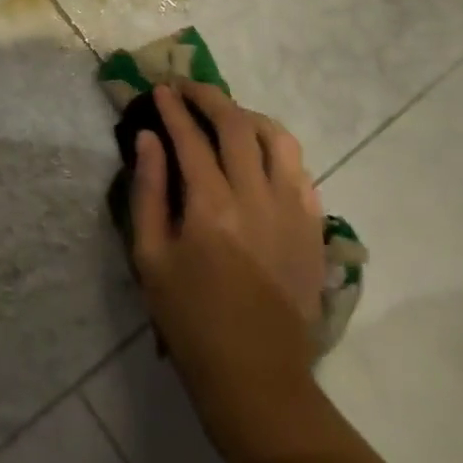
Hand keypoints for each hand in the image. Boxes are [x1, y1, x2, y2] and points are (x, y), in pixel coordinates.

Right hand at [130, 83, 324, 450]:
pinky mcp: (313, 229)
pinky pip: (300, 171)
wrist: (255, 375)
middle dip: (209, 98)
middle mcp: (257, 198)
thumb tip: (148, 139)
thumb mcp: (150, 256)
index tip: (159, 89)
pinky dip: (277, 149)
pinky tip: (258, 153)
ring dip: (248, 116)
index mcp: (211, 207)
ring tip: (226, 114)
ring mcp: (293, 212)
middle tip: (187, 88)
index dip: (173, 108)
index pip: (191, 138)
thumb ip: (148, 191)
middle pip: (237, 126)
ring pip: (278, 140)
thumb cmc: (189, 317)